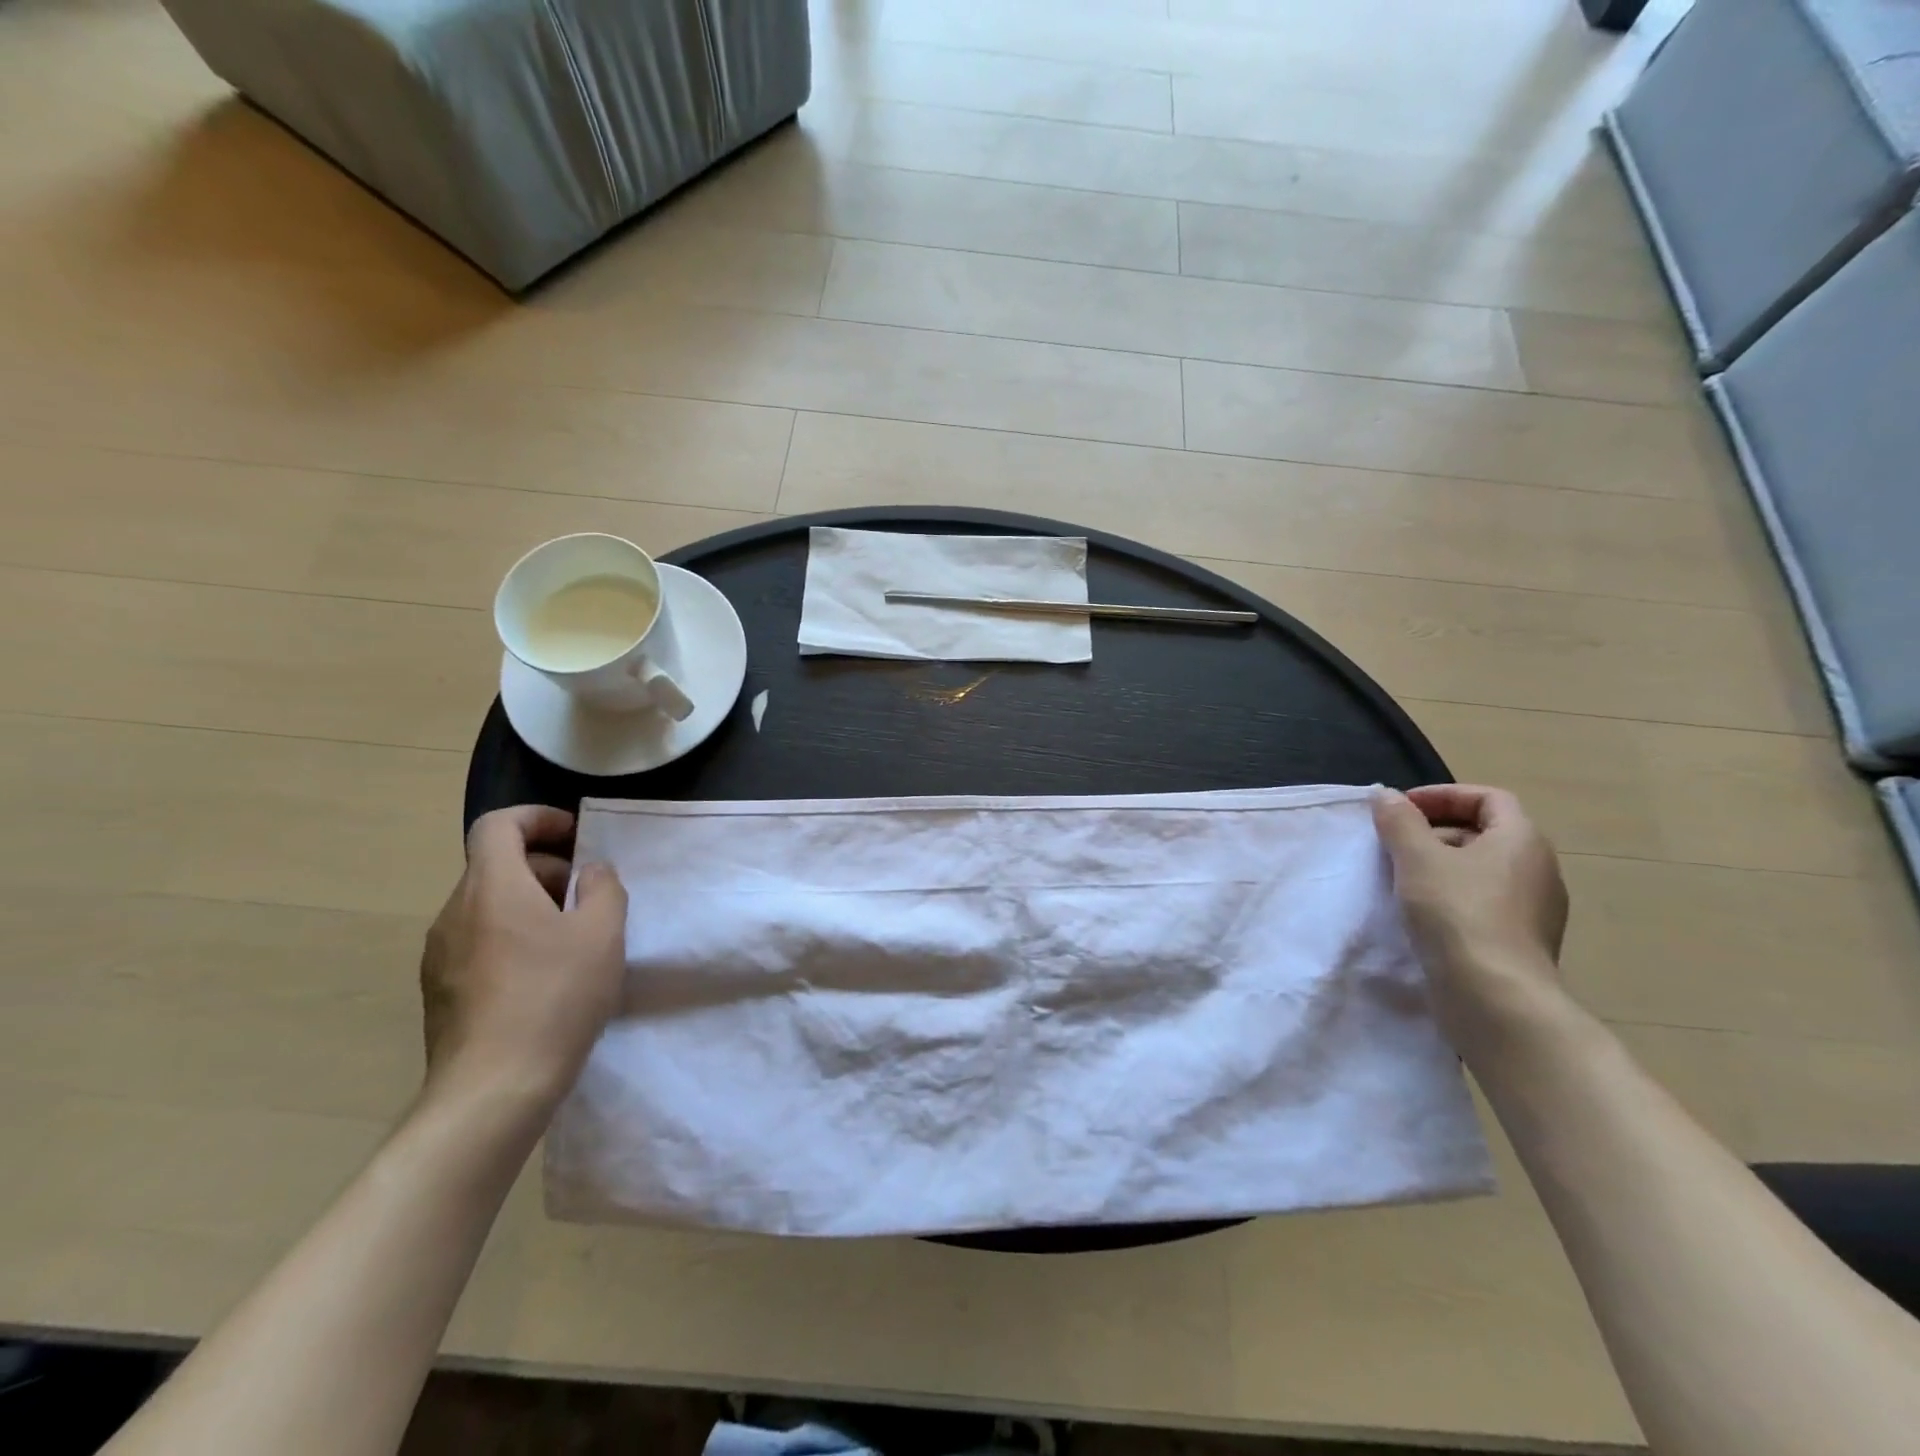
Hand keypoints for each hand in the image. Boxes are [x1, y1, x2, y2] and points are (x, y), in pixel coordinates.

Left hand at [419, 806, 627, 1110]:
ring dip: (530, 904)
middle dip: (545, 867)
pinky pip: (478, 942)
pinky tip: (544, 976)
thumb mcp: (602, 933)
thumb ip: (603, 888)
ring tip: (571, 938)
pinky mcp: (440, 991)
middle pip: (495, 866)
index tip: (574, 836)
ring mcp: (440, 955)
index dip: (537, 818)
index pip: (497, 825)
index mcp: (492, 888)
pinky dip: (511, 937)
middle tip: (587, 895)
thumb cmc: (555, 997)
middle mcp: (455, 913)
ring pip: (487, 906)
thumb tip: (590, 873)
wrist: (493, 1089)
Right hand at [1372, 785, 1569, 1043]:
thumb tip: (1386, 795)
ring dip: (1440, 865)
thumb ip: (1399, 821)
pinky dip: (1451, 896)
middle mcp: (1538, 869)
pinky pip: (1483, 902)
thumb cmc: (1457, 913)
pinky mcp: (1520, 942)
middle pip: (1484, 833)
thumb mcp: (1417, 858)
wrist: (1494, 997)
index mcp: (1522, 840)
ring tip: (1400, 879)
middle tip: (1393, 844)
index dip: (1443, 795)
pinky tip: (1420, 914)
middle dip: (1435, 831)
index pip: (1488, 798)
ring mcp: (1534, 909)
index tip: (1402, 808)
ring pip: (1481, 870)